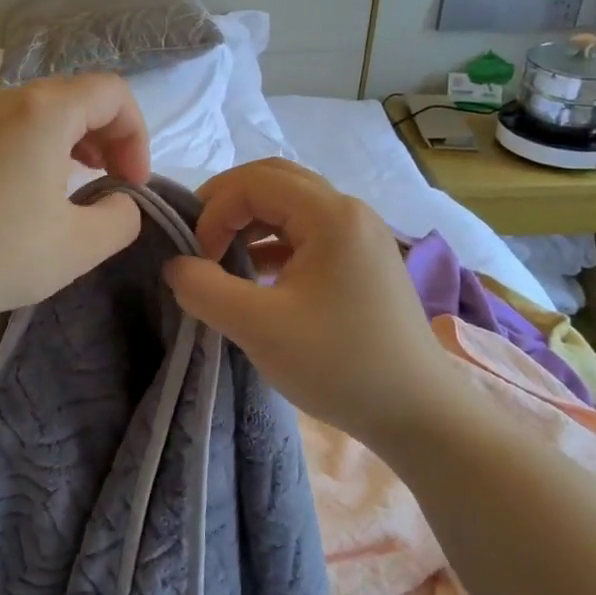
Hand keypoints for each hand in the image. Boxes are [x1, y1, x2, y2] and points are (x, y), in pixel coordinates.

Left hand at [0, 74, 150, 327]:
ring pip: (30, 113)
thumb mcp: (81, 246)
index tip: (130, 184)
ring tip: (65, 185)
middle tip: (107, 182)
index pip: (112, 94)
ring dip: (62, 141)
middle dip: (103, 136)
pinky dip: (21, 151)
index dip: (136, 135)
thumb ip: (122, 216)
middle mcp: (1, 101)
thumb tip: (118, 201)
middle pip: (70, 97)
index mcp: (44, 112)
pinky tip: (11, 198)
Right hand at [162, 159, 458, 446]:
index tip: (196, 257)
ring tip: (222, 258)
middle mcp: (349, 211)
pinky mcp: (362, 260)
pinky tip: (255, 274)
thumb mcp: (258, 327)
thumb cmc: (339, 365)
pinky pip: (307, 231)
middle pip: (274, 180)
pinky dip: (273, 242)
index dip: (213, 210)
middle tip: (199, 240)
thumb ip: (204, 289)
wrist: (419, 413)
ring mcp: (361, 234)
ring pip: (291, 205)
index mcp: (331, 214)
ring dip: (250, 222)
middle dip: (228, 204)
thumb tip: (176, 264)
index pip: (254, 181)